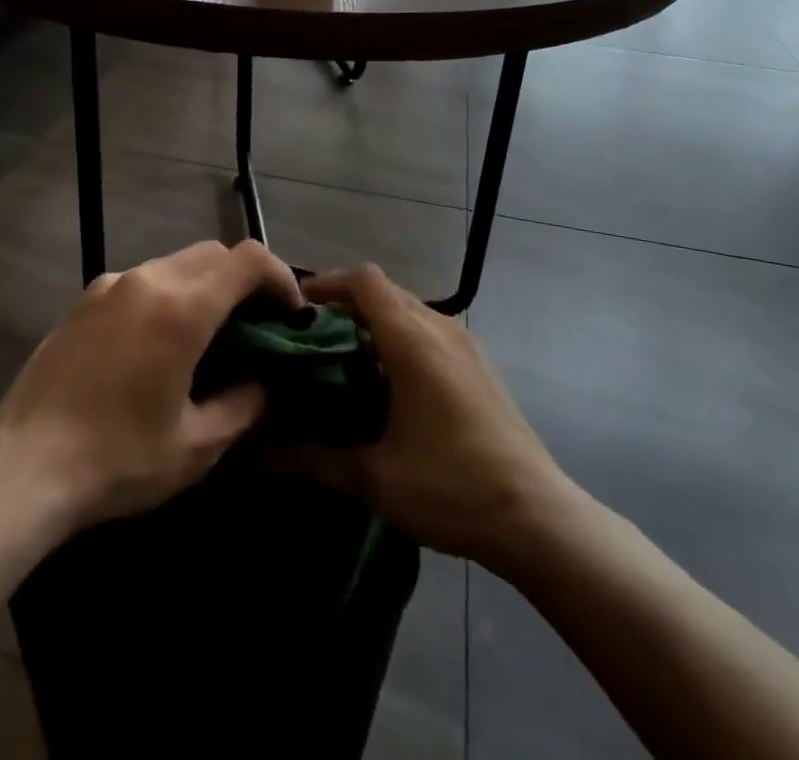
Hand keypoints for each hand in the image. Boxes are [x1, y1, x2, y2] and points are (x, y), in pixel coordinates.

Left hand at [0, 239, 302, 532]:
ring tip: (207, 334)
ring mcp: (111, 284)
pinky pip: (141, 280)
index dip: (279, 276)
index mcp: (182, 308)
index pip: (247, 259)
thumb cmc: (117, 459)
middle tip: (255, 324)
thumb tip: (263, 383)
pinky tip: (156, 342)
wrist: (22, 466)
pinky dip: (166, 294)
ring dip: (204, 285)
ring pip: (176, 263)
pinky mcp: (83, 299)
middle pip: (213, 253)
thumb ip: (243, 405)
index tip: (290, 312)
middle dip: (244, 279)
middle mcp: (149, 279)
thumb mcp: (195, 447)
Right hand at [276, 264, 570, 571]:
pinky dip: (400, 338)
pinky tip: (389, 384)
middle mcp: (440, 328)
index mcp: (413, 340)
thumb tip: (260, 452)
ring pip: (409, 310)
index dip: (329, 283)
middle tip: (311, 338)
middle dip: (346, 305)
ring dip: (375, 322)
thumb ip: (314, 460)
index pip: (365, 281)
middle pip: (385, 291)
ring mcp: (465, 344)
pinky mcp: (479, 364)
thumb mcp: (375, 479)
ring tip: (343, 360)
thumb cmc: (452, 488)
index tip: (298, 306)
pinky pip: (429, 330)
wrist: (538, 518)